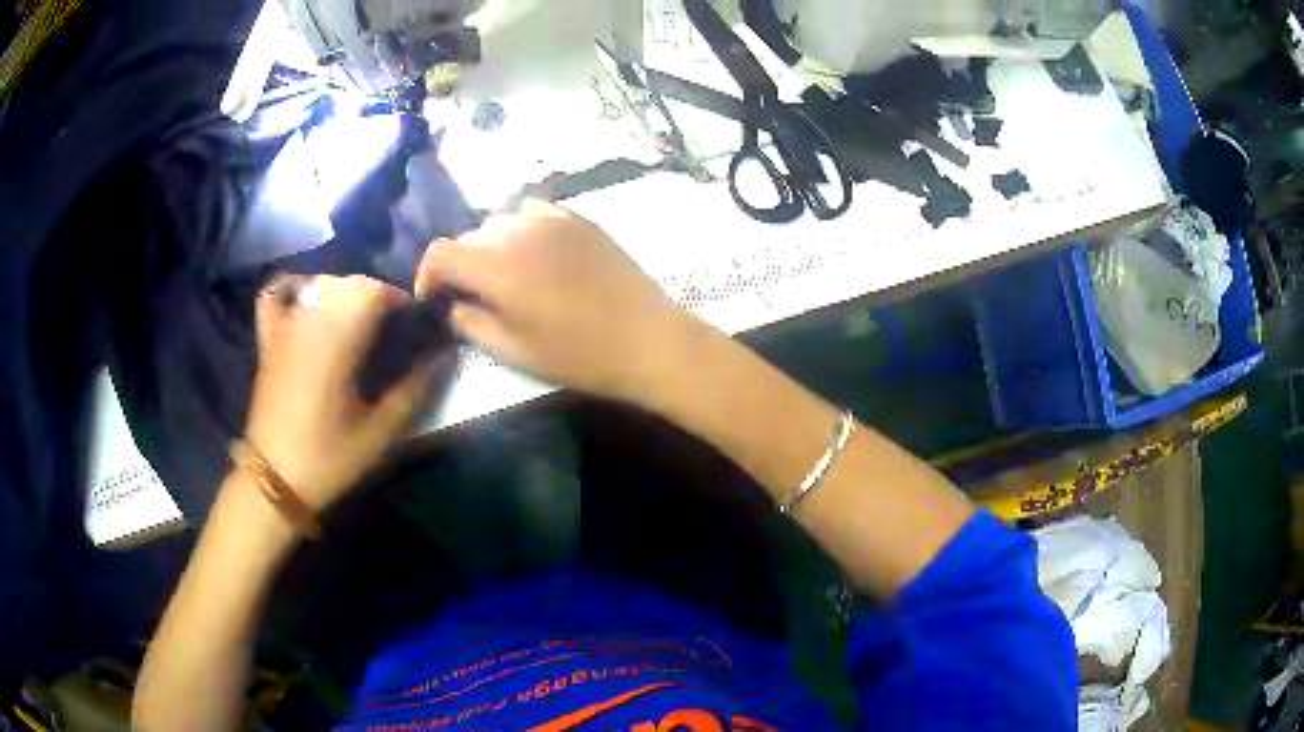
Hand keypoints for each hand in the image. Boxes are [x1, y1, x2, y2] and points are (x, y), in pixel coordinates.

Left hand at [244, 275, 451, 511]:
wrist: (274, 478)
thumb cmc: (328, 457)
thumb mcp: (379, 433)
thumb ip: (414, 392)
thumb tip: (446, 357)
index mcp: (339, 342)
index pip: (374, 292)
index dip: (400, 299)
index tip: (413, 322)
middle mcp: (311, 322)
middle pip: (349, 283)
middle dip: (376, 296)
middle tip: (390, 326)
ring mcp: (285, 327)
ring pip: (320, 283)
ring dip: (344, 291)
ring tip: (355, 316)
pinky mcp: (269, 338)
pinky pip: (275, 294)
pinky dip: (294, 287)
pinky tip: (308, 298)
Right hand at [415, 199, 695, 400]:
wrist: (646, 339)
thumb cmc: (578, 354)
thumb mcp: (513, 350)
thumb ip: (471, 322)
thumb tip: (453, 305)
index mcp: (496, 266)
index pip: (440, 252)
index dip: (428, 275)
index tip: (435, 299)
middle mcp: (518, 232)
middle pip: (469, 236)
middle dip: (461, 264)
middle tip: (473, 295)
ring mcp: (552, 220)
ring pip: (501, 221)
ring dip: (492, 246)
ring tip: (508, 276)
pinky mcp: (579, 220)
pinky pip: (535, 213)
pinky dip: (523, 229)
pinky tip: (538, 254)